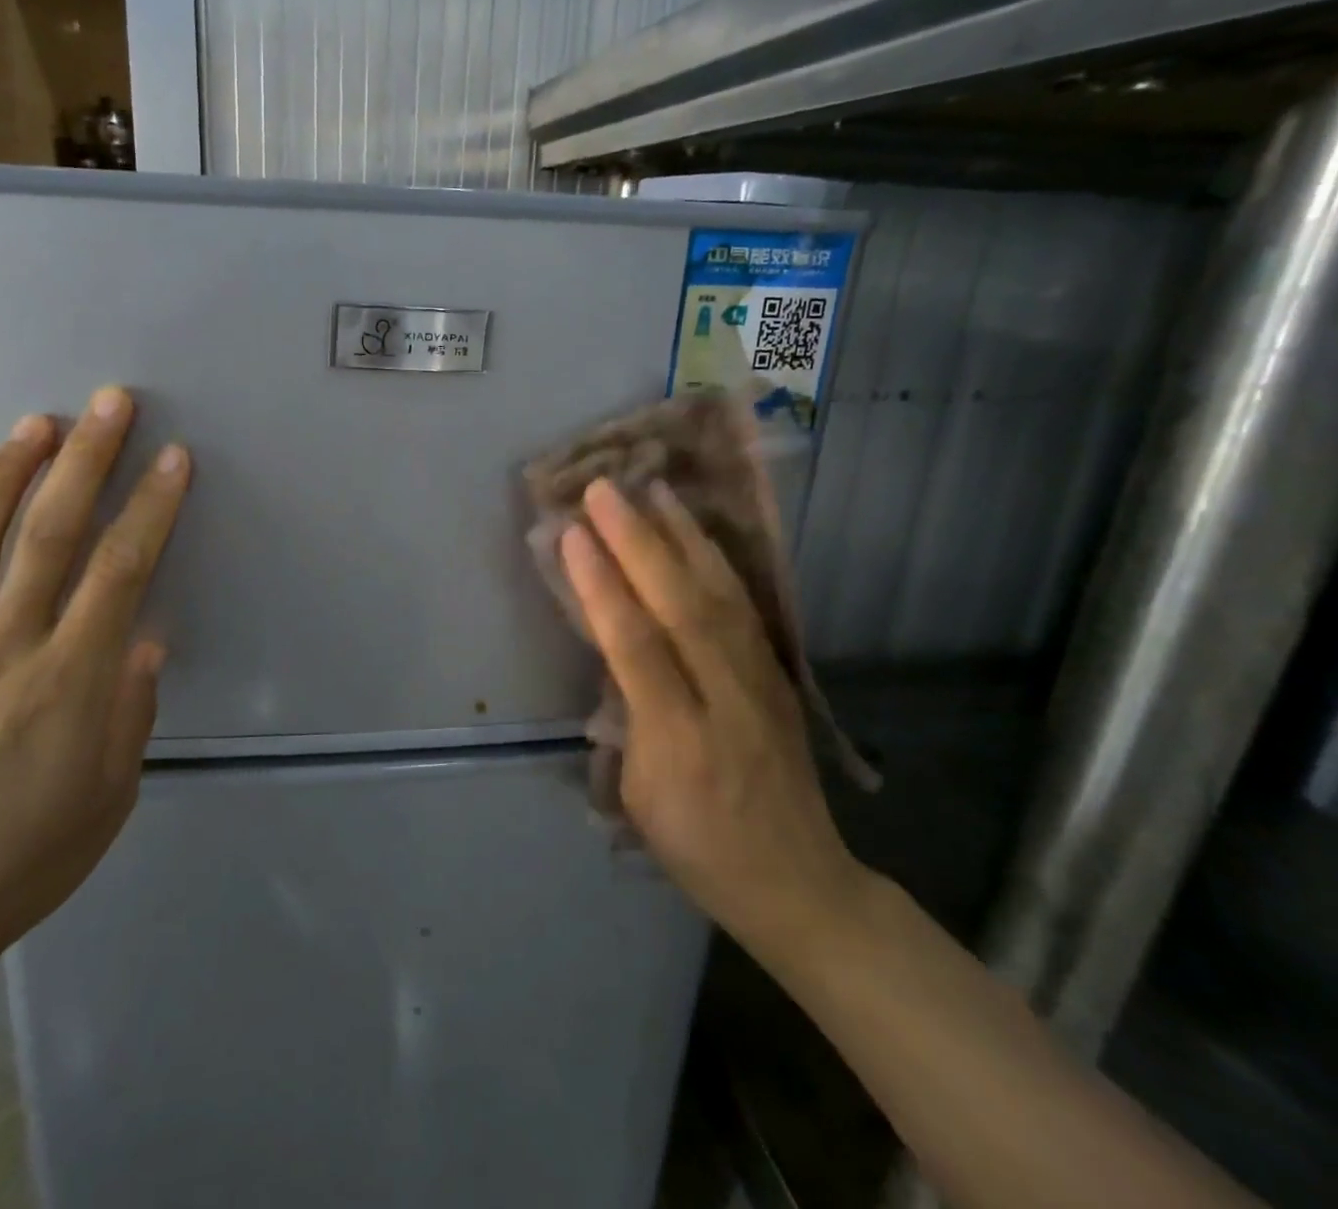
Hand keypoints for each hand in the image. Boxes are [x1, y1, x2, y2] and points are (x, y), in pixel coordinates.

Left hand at [0, 388, 189, 972]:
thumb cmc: (34, 854)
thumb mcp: (113, 790)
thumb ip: (131, 707)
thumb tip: (145, 638)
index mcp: (70, 675)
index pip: (121, 570)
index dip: (151, 507)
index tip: (173, 457)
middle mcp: (7, 644)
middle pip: (50, 533)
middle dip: (85, 460)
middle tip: (106, 403)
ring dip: (1, 478)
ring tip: (29, 426)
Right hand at [559, 477, 870, 959]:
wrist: (799, 882)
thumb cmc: (698, 846)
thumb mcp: (641, 796)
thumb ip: (630, 716)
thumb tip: (619, 649)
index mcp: (680, 741)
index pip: (637, 647)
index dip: (603, 587)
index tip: (572, 534)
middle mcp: (727, 700)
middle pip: (682, 607)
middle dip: (638, 542)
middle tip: (605, 489)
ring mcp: (761, 683)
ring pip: (720, 595)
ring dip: (683, 536)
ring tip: (654, 489)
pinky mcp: (778, 674)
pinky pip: (743, 607)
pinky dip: (716, 562)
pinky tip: (697, 534)